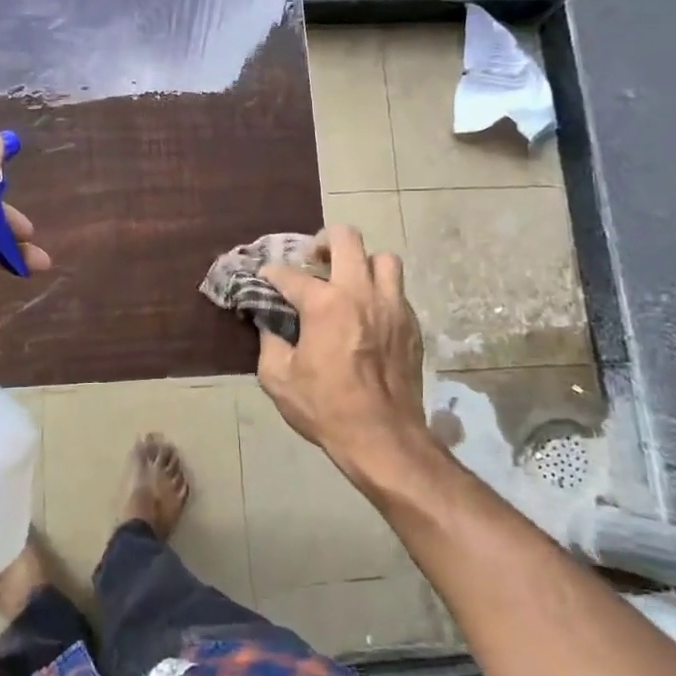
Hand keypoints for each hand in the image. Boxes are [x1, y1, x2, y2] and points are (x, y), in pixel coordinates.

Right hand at [255, 226, 427, 478]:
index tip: (264, 278)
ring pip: (382, 258)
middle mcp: (360, 294)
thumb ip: (268, 341)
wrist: (383, 437)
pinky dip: (379, 291)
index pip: (289, 274)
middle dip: (323, 241)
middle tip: (313, 260)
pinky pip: (397, 289)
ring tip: (347, 280)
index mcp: (324, 305)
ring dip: (361, 263)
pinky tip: (366, 313)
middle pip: (346, 239)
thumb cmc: (325, 408)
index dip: (271, 273)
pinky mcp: (411, 324)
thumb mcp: (278, 378)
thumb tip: (267, 322)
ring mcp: (392, 306)